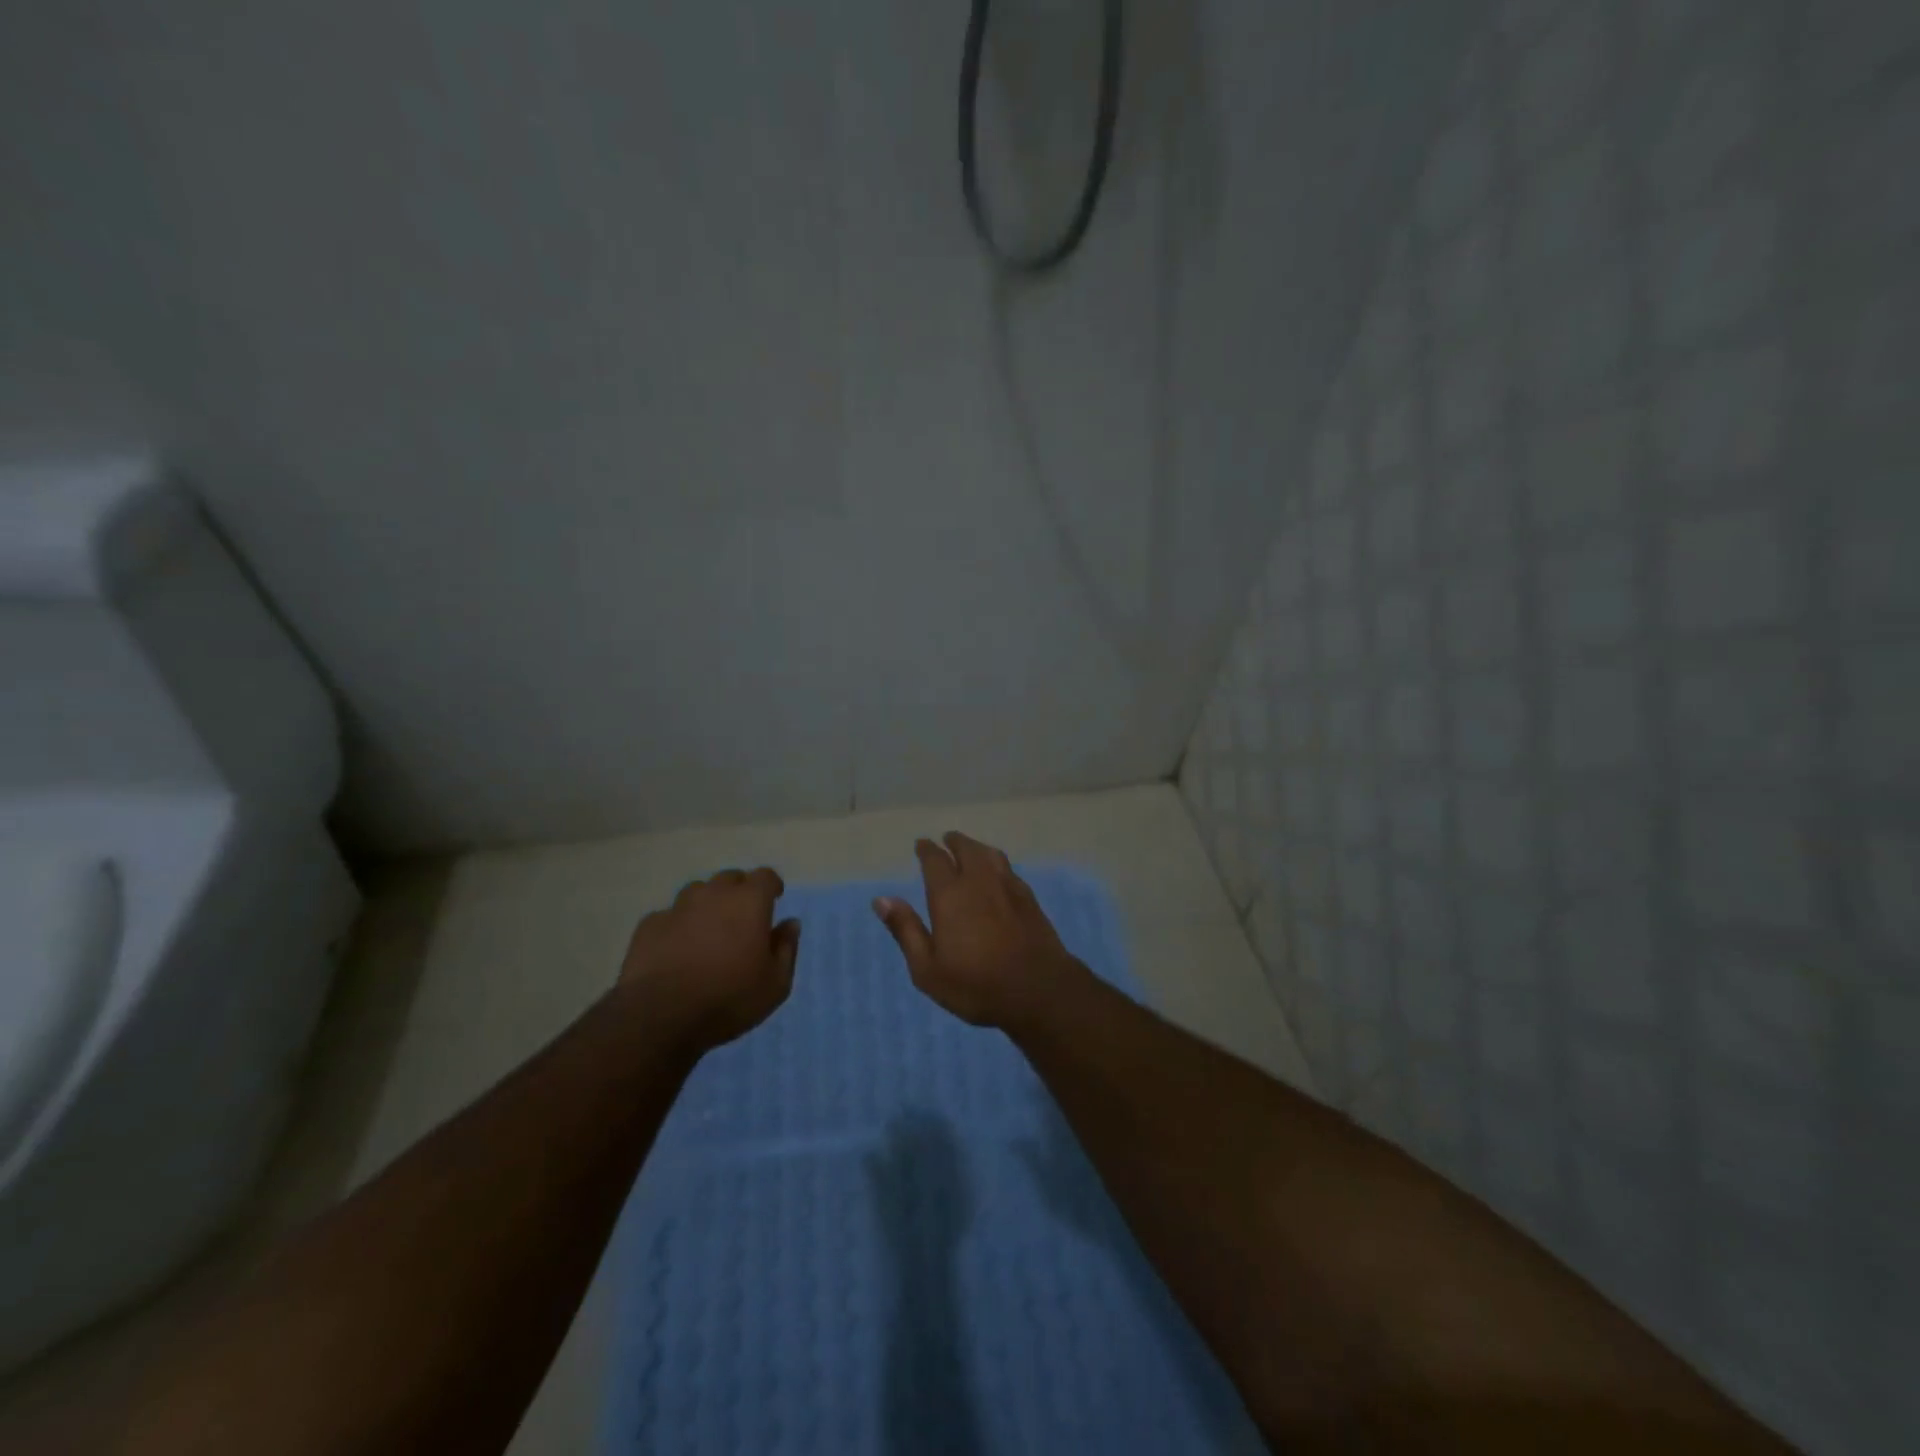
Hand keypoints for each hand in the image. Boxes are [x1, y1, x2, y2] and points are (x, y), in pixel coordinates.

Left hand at [618, 867, 799, 1054]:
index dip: (771, 886)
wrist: (661, 1017)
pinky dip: (678, 926)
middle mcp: (713, 894)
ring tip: (708, 931)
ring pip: (697, 893)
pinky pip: (669, 916)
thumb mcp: (776, 983)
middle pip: (730, 878)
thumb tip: (790, 924)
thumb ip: (786, 948)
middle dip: (739, 892)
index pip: (765, 876)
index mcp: (749, 902)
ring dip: (707, 905)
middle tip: (741, 918)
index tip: (774, 899)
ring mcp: (677, 907)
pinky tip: (676, 949)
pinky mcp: (649, 925)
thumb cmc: (729, 998)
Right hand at [873, 832, 1090, 1029]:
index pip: (935, 860)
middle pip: (966, 849)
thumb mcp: (928, 968)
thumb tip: (881, 899)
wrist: (1038, 990)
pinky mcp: (1029, 898)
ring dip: (977, 847)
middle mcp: (979, 881)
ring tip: (971, 849)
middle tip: (947, 839)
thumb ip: (906, 930)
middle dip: (954, 842)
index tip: (922, 844)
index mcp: (949, 895)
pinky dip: (997, 863)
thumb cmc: (976, 985)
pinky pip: (1008, 869)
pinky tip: (998, 873)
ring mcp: (1008, 887)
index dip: (927, 850)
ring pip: (990, 854)